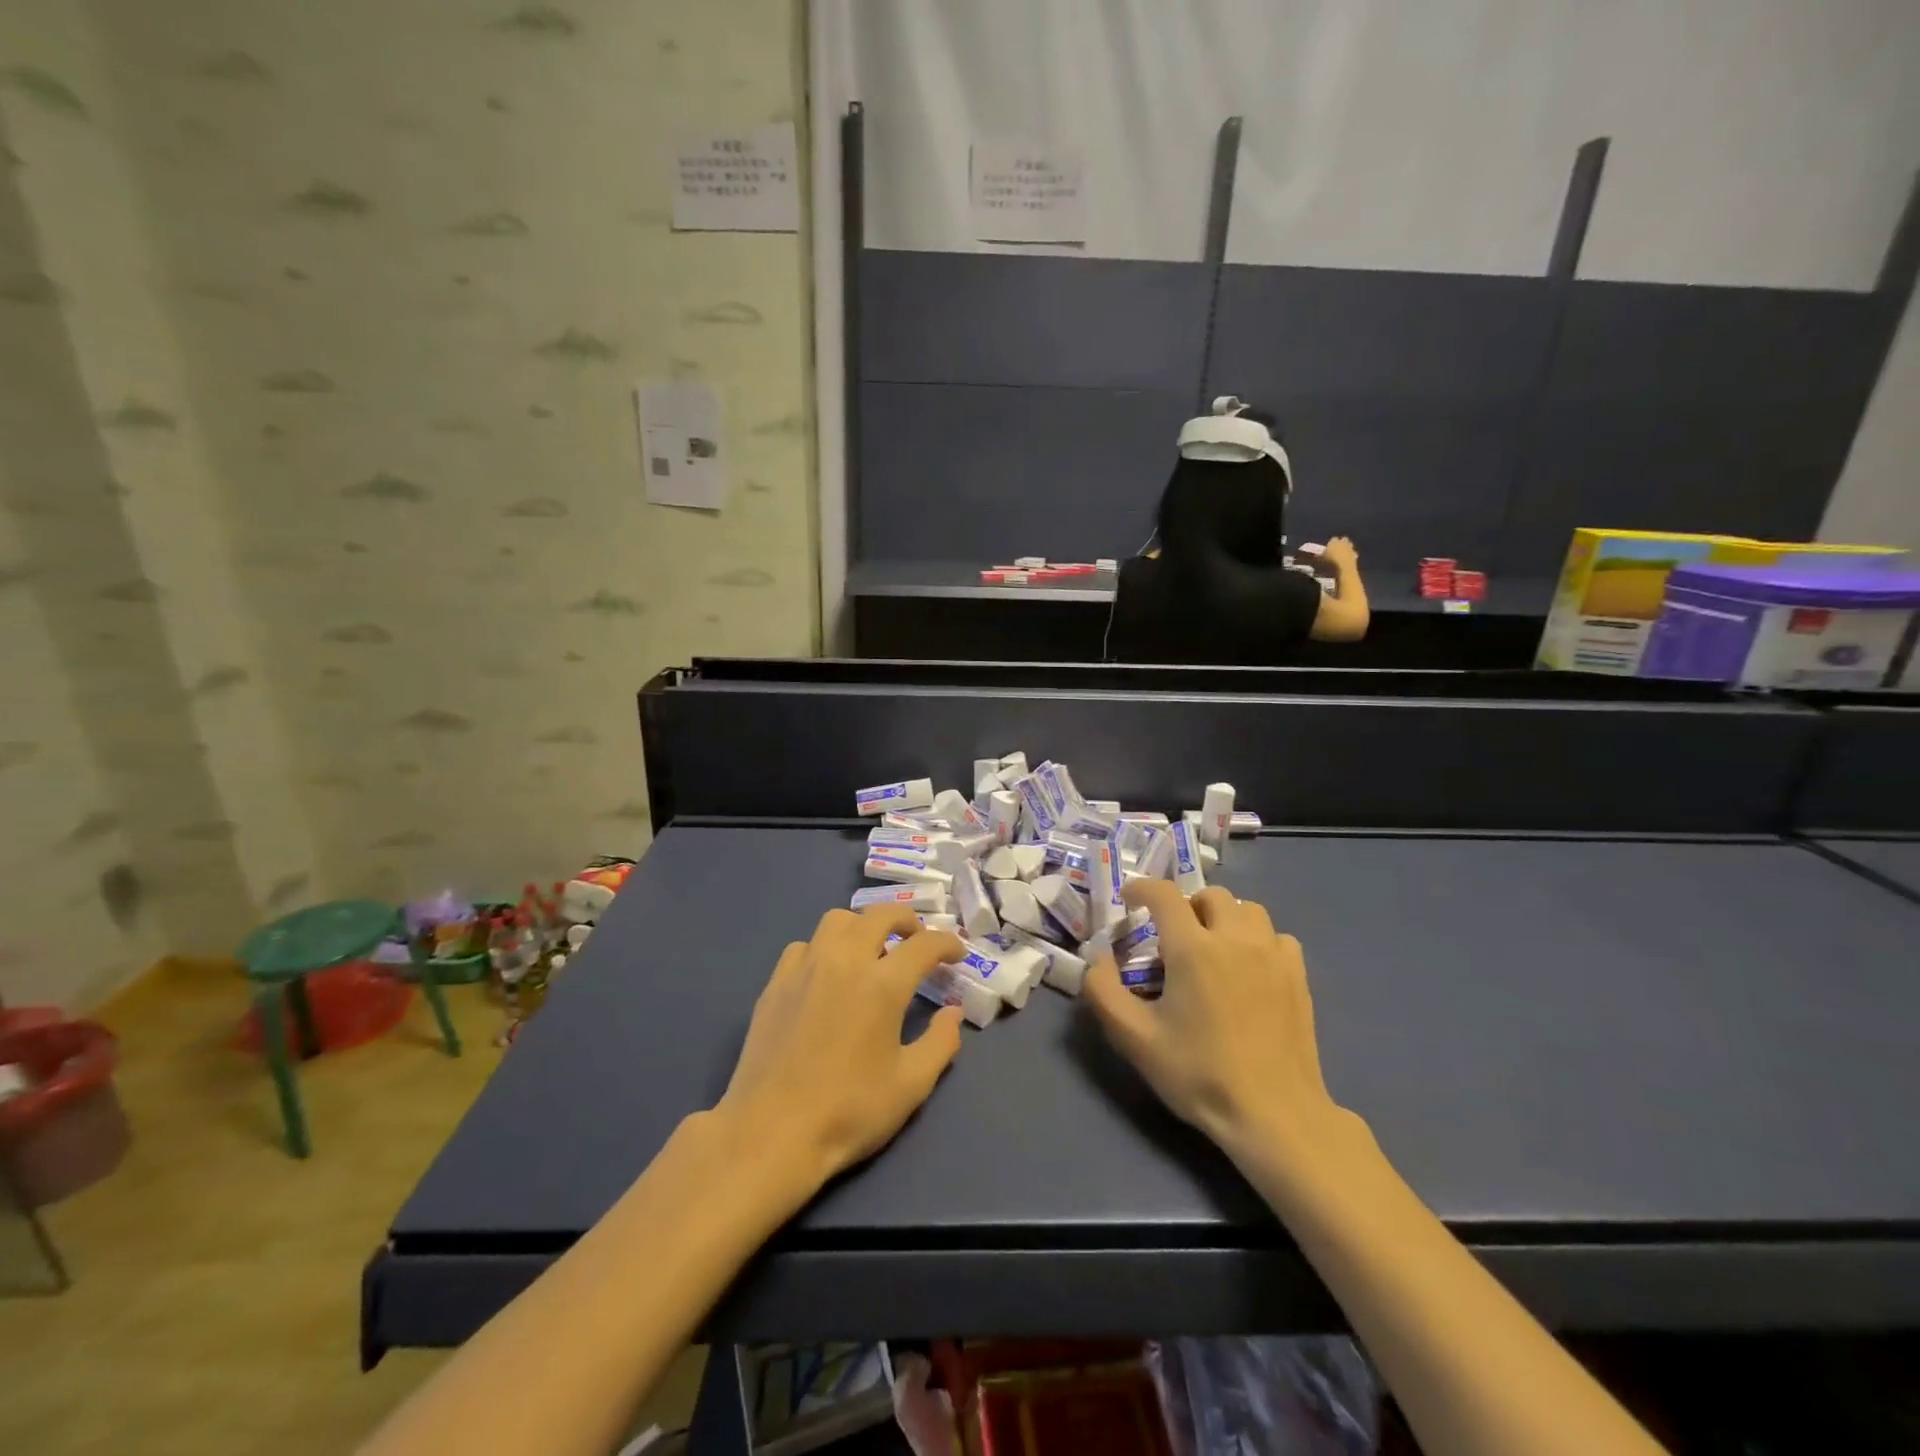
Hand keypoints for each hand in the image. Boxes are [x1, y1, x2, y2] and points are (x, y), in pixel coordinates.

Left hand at [714, 908, 965, 1192]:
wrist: (770, 1132)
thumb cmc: (849, 1111)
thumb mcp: (911, 1085)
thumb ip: (941, 1042)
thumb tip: (952, 1012)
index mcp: (883, 984)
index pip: (924, 944)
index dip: (946, 944)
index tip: (956, 955)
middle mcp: (844, 961)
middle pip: (880, 915)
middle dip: (906, 921)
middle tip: (917, 941)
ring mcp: (805, 967)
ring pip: (838, 920)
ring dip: (862, 926)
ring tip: (871, 951)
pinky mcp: (776, 983)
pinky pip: (804, 945)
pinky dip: (824, 948)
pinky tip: (827, 975)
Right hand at [1084, 881, 1342, 1160]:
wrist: (1274, 1115)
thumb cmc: (1199, 1074)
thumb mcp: (1134, 1039)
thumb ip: (1103, 991)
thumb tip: (1097, 959)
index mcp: (1194, 948)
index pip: (1164, 894)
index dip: (1142, 888)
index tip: (1129, 898)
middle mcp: (1235, 938)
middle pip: (1209, 895)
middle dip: (1185, 905)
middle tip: (1172, 935)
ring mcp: (1273, 955)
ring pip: (1247, 909)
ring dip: (1224, 917)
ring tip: (1212, 946)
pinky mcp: (1298, 976)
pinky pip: (1276, 936)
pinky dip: (1257, 939)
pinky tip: (1249, 967)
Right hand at [1319, 536, 1357, 572]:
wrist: (1343, 568)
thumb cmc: (1329, 563)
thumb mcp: (1319, 560)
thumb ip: (1318, 557)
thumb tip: (1315, 556)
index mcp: (1334, 541)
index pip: (1332, 539)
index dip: (1330, 543)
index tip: (1328, 548)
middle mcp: (1343, 542)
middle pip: (1343, 540)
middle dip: (1341, 543)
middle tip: (1336, 550)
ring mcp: (1350, 548)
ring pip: (1349, 546)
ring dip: (1346, 549)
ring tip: (1341, 556)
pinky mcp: (1355, 555)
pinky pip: (1352, 554)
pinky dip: (1349, 556)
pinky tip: (1345, 562)